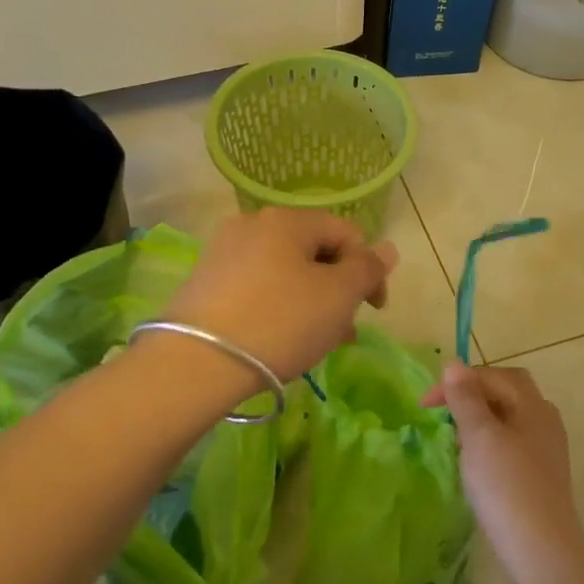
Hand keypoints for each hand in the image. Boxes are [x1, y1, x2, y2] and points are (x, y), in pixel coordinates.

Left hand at [164, 208, 397, 381]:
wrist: (196, 364)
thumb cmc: (280, 322)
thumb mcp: (337, 296)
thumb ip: (367, 269)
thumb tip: (387, 248)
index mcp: (287, 219)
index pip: (345, 232)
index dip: (369, 269)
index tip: (375, 310)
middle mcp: (252, 225)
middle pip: (313, 252)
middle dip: (338, 289)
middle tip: (345, 332)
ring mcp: (223, 253)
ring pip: (285, 272)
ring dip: (310, 302)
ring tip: (316, 342)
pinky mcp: (204, 283)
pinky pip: (257, 288)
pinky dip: (278, 307)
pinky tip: (279, 340)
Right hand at [423, 363, 583, 578]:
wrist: (541, 549)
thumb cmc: (505, 485)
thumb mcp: (478, 436)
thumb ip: (465, 398)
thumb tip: (453, 364)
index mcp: (531, 404)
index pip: (491, 375)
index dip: (456, 382)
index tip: (425, 404)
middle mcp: (544, 418)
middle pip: (507, 390)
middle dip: (473, 394)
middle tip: (445, 411)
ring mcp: (547, 447)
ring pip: (510, 416)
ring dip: (481, 417)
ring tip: (457, 437)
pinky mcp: (543, 473)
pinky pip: (514, 440)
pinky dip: (491, 439)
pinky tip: (478, 462)